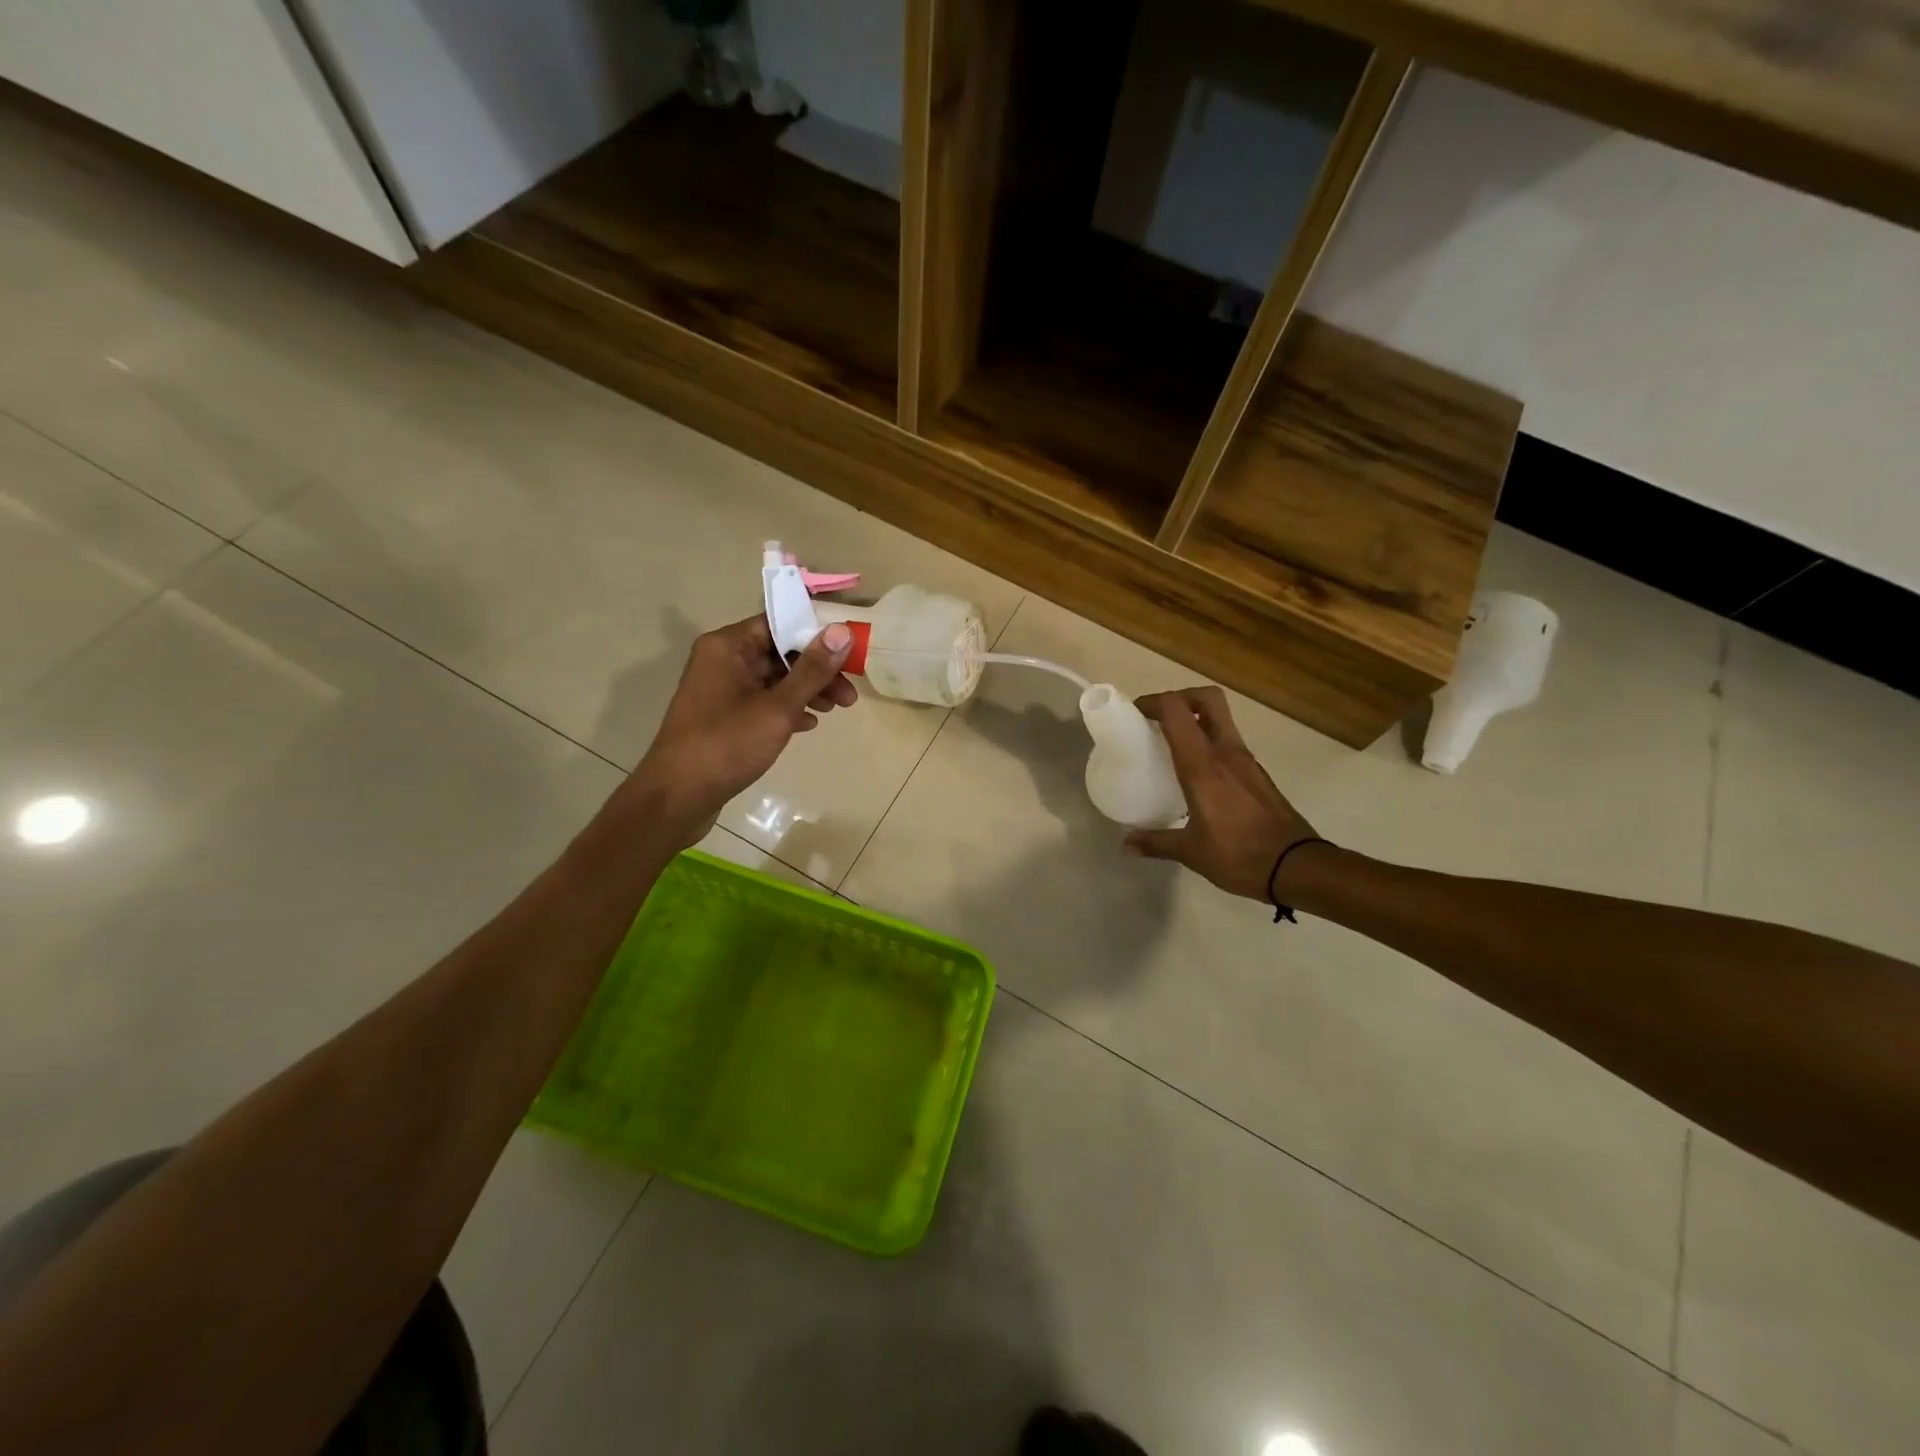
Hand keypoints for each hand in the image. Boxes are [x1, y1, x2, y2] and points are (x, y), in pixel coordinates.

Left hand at [624, 615, 855, 846]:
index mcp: (728, 646)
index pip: (779, 623)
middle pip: (779, 652)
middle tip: (849, 692)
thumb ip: (812, 670)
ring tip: (837, 709)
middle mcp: (721, 660)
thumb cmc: (727, 745)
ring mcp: (721, 689)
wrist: (678, 797)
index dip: (816, 634)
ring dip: (806, 690)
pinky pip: (762, 701)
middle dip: (817, 670)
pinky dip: (787, 709)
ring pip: (773, 679)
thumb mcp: (778, 707)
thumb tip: (841, 631)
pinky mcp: (723, 716)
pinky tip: (809, 724)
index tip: (849, 651)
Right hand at [1124, 687, 1317, 901]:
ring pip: (1220, 719)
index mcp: (1203, 765)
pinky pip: (1229, 743)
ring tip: (1173, 744)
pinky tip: (1198, 772)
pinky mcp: (1258, 774)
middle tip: (1159, 718)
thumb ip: (1156, 842)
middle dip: (1181, 698)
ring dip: (1195, 720)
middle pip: (1207, 698)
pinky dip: (1210, 743)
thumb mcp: (1191, 852)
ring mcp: (1246, 761)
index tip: (1135, 714)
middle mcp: (1226, 752)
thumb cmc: (1239, 855)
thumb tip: (1126, 843)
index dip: (1153, 702)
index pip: (1177, 710)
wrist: (1297, 867)